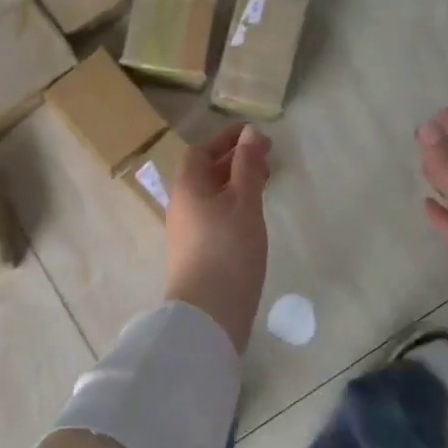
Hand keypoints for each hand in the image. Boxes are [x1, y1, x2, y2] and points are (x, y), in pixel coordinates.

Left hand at [165, 124, 270, 353]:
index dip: (225, 139)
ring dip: (235, 183)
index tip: (254, 134)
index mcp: (188, 187)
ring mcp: (186, 231)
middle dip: (234, 160)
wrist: (207, 314)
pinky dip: (233, 205)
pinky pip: (214, 215)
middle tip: (266, 159)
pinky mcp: (196, 252)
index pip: (201, 151)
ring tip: (265, 185)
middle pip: (205, 172)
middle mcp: (181, 205)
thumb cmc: (228, 250)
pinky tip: (252, 217)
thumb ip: (247, 167)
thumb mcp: (244, 203)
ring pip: (211, 195)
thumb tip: (249, 132)